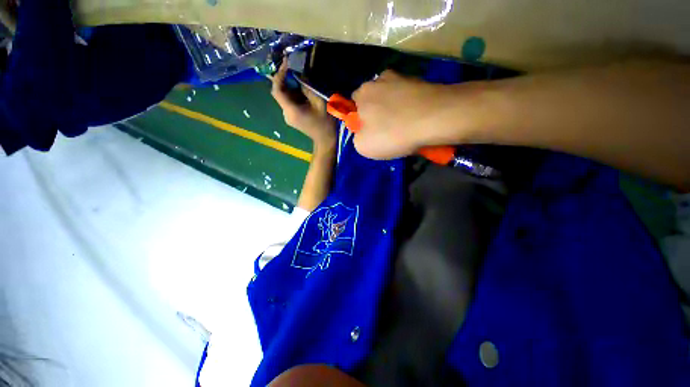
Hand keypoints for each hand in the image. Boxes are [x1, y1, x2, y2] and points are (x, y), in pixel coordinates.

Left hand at [271, 61, 337, 147]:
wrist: (325, 140)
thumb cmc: (325, 123)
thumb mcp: (319, 102)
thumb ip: (308, 88)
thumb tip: (300, 76)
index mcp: (291, 110)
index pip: (277, 90)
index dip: (279, 75)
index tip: (286, 63)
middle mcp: (285, 113)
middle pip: (280, 93)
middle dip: (285, 80)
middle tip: (295, 69)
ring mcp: (288, 117)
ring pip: (284, 97)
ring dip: (291, 87)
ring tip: (301, 80)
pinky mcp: (291, 118)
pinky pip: (289, 103)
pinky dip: (294, 95)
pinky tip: (303, 92)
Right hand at [352, 71, 471, 159]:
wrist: (434, 119)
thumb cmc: (392, 134)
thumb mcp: (363, 146)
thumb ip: (356, 138)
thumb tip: (362, 133)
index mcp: (362, 93)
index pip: (354, 105)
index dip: (361, 120)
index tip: (371, 132)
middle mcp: (379, 79)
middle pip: (374, 100)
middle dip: (377, 114)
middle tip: (388, 131)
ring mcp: (402, 77)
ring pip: (392, 97)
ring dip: (395, 110)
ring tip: (405, 127)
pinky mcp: (421, 81)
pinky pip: (408, 97)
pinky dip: (410, 107)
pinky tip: (416, 120)